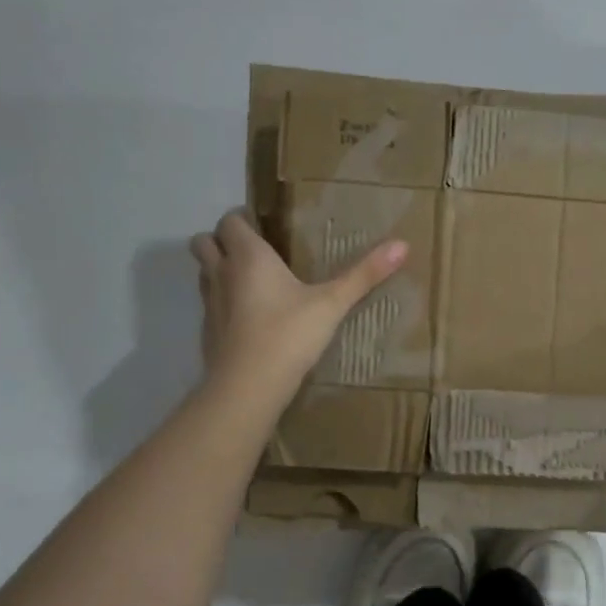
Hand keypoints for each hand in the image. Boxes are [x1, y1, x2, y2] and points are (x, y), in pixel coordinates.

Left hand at [189, 210, 406, 394]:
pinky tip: (248, 318)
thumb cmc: (288, 335)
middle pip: (203, 241)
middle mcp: (222, 273)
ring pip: (203, 273)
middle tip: (253, 249)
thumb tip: (403, 245)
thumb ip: (364, 275)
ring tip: (251, 280)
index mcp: (248, 257)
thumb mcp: (332, 304)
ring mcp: (210, 304)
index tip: (263, 225)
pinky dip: (223, 303)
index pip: (229, 221)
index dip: (241, 218)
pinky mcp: (207, 332)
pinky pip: (210, 305)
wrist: (248, 386)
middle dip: (221, 240)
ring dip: (219, 269)